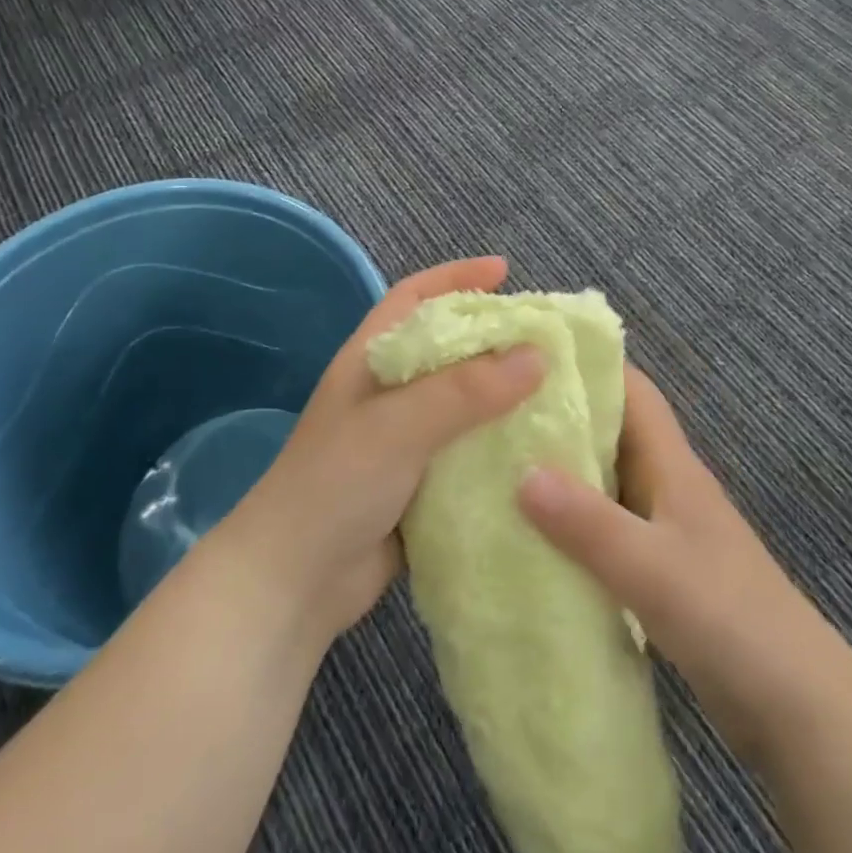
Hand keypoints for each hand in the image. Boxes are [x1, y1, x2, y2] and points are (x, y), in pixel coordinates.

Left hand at [228, 256, 546, 643]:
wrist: (295, 581)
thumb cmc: (337, 483)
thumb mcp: (399, 426)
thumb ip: (466, 390)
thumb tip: (537, 355)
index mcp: (371, 360)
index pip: (413, 298)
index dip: (455, 277)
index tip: (504, 272)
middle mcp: (388, 392)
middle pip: (447, 348)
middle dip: (492, 336)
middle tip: (546, 337)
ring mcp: (403, 439)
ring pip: (462, 401)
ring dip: (502, 394)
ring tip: (556, 388)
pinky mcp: (419, 482)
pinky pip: (467, 449)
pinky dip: (498, 444)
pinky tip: (538, 449)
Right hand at [517, 366, 837, 765]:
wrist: (797, 707)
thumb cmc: (731, 619)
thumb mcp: (653, 568)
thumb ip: (589, 523)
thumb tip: (520, 472)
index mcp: (672, 466)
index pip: (632, 391)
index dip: (588, 365)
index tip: (530, 355)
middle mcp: (665, 486)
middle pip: (610, 431)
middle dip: (559, 415)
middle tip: (494, 410)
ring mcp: (662, 530)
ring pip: (603, 480)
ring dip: (560, 471)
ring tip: (497, 464)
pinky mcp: (656, 571)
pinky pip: (603, 529)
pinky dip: (569, 524)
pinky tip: (530, 535)